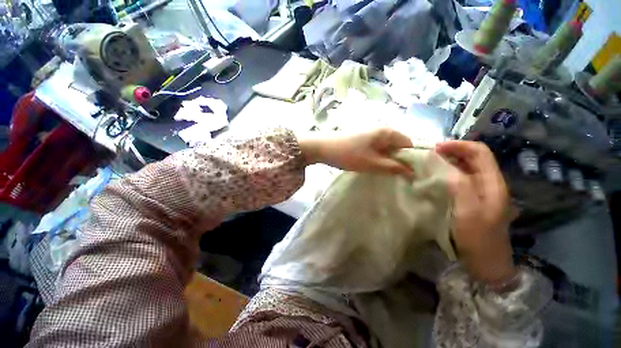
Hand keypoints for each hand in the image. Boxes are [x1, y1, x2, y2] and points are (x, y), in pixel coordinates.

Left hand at [298, 128, 413, 176]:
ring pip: (386, 149)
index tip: (411, 175)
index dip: (412, 160)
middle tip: (398, 177)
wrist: (323, 147)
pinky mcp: (362, 140)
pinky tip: (374, 168)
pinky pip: (376, 150)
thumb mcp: (373, 163)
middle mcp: (382, 130)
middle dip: (399, 161)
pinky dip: (378, 159)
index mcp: (388, 132)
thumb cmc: (349, 154)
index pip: (409, 144)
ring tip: (386, 174)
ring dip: (388, 161)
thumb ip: (393, 168)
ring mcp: (371, 135)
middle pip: (398, 146)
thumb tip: (413, 173)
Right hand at [435, 140, 515, 284]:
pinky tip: (435, 178)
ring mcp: (481, 192)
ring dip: (448, 162)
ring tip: (429, 163)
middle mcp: (489, 183)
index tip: (435, 148)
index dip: (458, 145)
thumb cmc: (479, 238)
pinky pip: (460, 179)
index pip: (479, 152)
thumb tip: (444, 166)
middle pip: (473, 157)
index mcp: (493, 183)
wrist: (486, 263)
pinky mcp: (472, 199)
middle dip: (452, 151)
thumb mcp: (469, 212)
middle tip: (429, 154)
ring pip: (466, 167)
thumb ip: (460, 186)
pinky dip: (447, 173)